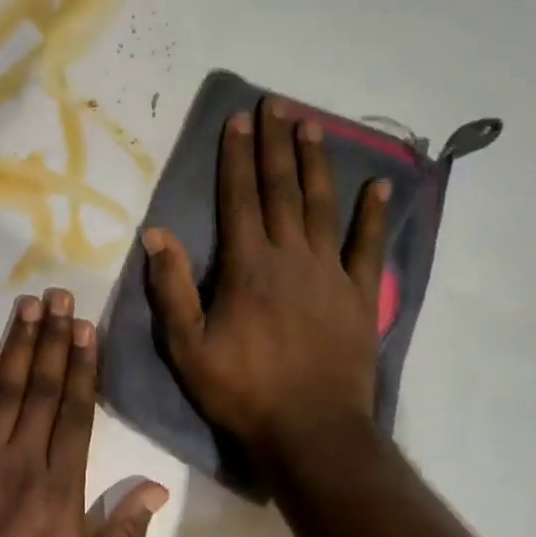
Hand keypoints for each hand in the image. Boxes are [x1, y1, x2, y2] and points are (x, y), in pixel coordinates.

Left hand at [0, 289, 168, 536]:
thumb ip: (124, 535)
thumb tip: (157, 489)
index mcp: (61, 486)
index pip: (75, 413)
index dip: (81, 367)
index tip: (85, 328)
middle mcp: (23, 459)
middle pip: (41, 389)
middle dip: (52, 340)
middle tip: (58, 297)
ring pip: (4, 390)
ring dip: (17, 344)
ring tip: (27, 305)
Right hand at [142, 96, 391, 467]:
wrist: (312, 432)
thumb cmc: (243, 390)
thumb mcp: (187, 346)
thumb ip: (172, 287)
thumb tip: (155, 233)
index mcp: (248, 267)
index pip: (240, 198)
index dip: (237, 157)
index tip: (238, 120)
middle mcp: (291, 257)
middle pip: (281, 190)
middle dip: (275, 144)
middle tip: (275, 104)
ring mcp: (330, 273)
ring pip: (321, 206)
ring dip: (316, 163)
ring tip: (311, 126)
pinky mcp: (358, 295)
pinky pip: (367, 246)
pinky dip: (373, 214)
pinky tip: (380, 185)